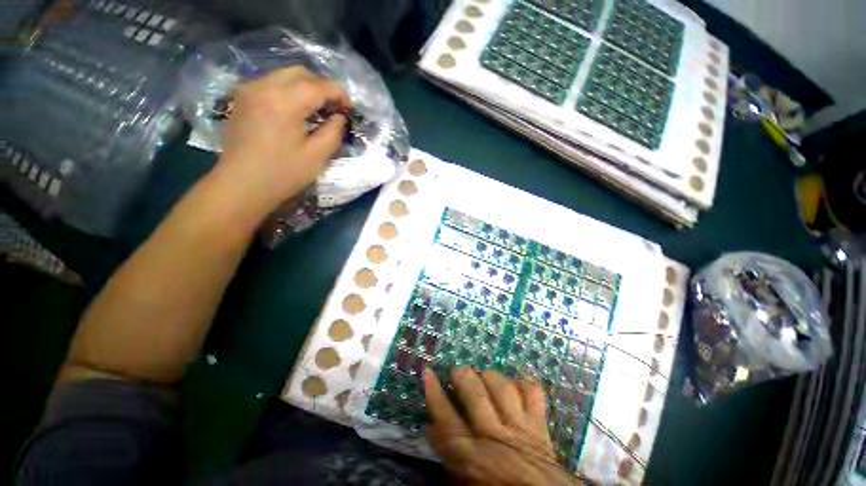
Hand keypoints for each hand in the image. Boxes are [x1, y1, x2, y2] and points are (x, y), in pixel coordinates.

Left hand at [214, 66, 348, 214]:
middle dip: (322, 87)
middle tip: (333, 109)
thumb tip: (339, 116)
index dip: (339, 94)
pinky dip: (289, 91)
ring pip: (285, 75)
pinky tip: (295, 111)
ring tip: (316, 111)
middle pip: (301, 72)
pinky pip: (271, 83)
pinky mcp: (242, 98)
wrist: (241, 184)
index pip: (320, 85)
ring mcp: (250, 90)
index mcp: (285, 101)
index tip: (349, 110)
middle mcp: (265, 86)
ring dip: (305, 88)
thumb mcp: (317, 156)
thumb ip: (333, 131)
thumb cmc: (283, 174)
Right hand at [424, 368, 579, 485]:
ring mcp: (519, 427)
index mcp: (473, 456)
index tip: (428, 372)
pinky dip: (525, 383)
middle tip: (457, 372)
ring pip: (502, 388)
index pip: (446, 417)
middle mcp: (494, 436)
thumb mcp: (464, 479)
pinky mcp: (539, 425)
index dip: (434, 392)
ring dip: (491, 376)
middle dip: (462, 375)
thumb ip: (447, 453)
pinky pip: (533, 394)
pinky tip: (516, 380)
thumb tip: (430, 425)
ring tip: (484, 376)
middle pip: (474, 394)